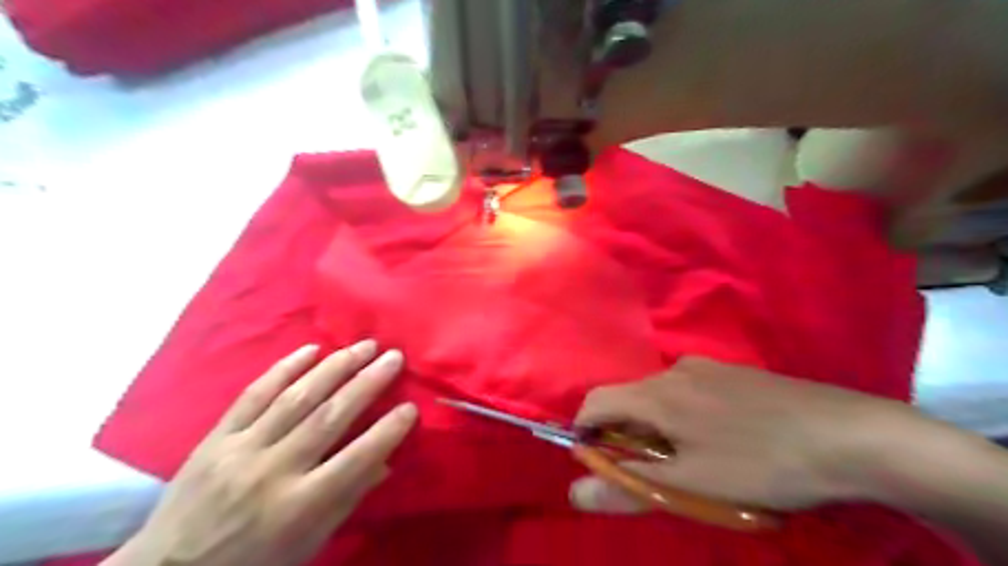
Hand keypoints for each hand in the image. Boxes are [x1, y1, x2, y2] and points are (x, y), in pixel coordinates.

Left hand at [112, 341, 418, 565]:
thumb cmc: (253, 562)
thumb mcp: (307, 545)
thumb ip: (347, 499)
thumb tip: (385, 461)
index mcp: (298, 507)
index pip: (354, 460)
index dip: (387, 431)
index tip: (411, 406)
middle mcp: (272, 471)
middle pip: (328, 417)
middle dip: (367, 382)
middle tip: (394, 357)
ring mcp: (240, 450)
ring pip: (295, 397)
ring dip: (335, 367)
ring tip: (364, 345)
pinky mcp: (215, 437)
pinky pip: (253, 395)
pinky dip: (284, 368)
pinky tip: (310, 349)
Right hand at [566, 358, 919, 513]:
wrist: (848, 435)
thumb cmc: (760, 464)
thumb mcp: (690, 486)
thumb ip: (628, 487)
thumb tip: (575, 492)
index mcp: (656, 394)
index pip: (595, 402)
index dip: (584, 432)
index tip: (597, 463)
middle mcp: (674, 371)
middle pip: (628, 399)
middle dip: (625, 435)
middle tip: (651, 472)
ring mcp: (707, 367)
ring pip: (659, 395)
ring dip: (655, 426)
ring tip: (687, 461)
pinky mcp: (733, 373)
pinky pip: (688, 391)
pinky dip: (682, 415)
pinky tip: (719, 439)